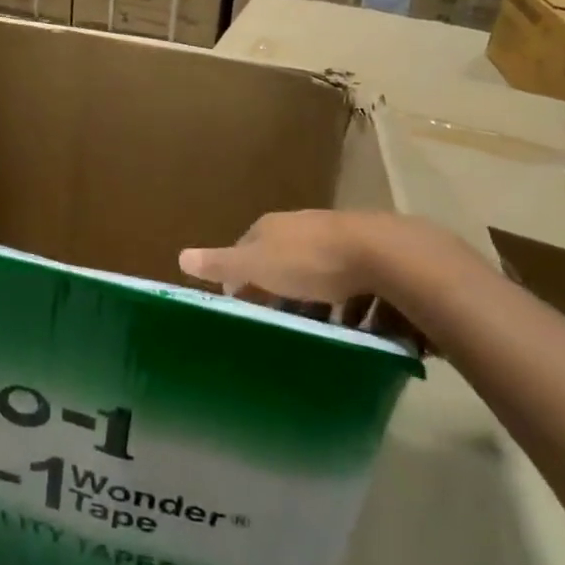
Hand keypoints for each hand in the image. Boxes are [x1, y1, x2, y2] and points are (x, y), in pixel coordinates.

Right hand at [180, 210, 494, 340]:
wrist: (384, 255)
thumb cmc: (311, 262)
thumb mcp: (258, 265)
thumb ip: (222, 263)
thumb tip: (180, 256)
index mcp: (273, 227)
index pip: (246, 249)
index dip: (241, 278)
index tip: (241, 307)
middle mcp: (304, 228)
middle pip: (283, 264)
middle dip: (280, 293)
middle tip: (279, 326)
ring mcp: (340, 240)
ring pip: (319, 277)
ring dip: (317, 304)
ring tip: (318, 336)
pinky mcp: (372, 258)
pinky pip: (353, 287)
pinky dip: (349, 308)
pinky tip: (354, 330)